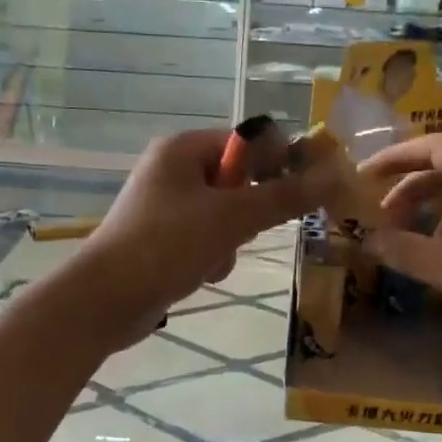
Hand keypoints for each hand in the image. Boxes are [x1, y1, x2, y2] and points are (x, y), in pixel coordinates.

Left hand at [77, 129, 330, 342]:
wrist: (106, 299)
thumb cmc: (167, 245)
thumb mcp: (233, 218)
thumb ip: (284, 196)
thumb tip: (335, 174)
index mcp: (182, 149)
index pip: (247, 141)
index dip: (279, 162)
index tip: (306, 190)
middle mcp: (172, 171)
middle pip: (238, 181)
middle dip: (249, 212)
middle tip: (248, 230)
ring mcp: (165, 208)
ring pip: (225, 216)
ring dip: (230, 241)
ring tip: (214, 259)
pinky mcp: (162, 241)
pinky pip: (205, 240)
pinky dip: (211, 257)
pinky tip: (201, 275)